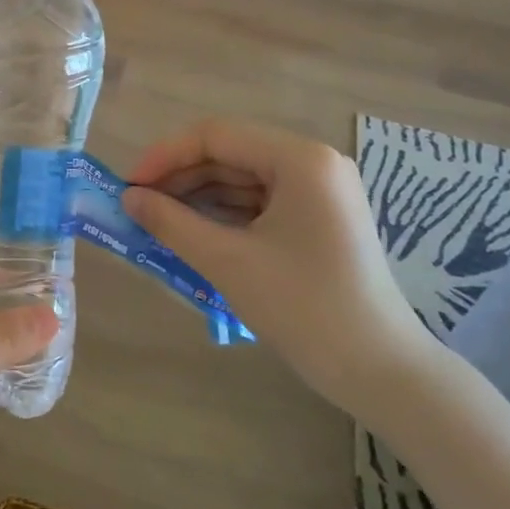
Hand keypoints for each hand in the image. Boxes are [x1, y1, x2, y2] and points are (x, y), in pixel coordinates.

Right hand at [122, 118, 435, 414]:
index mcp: (300, 159)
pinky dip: (224, 216)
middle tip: (138, 207)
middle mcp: (313, 164)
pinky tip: (193, 234)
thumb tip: (128, 198)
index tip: (129, 186)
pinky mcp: (320, 220)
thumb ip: (171, 222)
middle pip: (230, 154)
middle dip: (180, 179)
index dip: (165, 156)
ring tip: (158, 222)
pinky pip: (260, 204)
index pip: (216, 136)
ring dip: (199, 198)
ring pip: (243, 180)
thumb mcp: (228, 261)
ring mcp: (320, 193)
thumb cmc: (304, 307)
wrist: (380, 371)